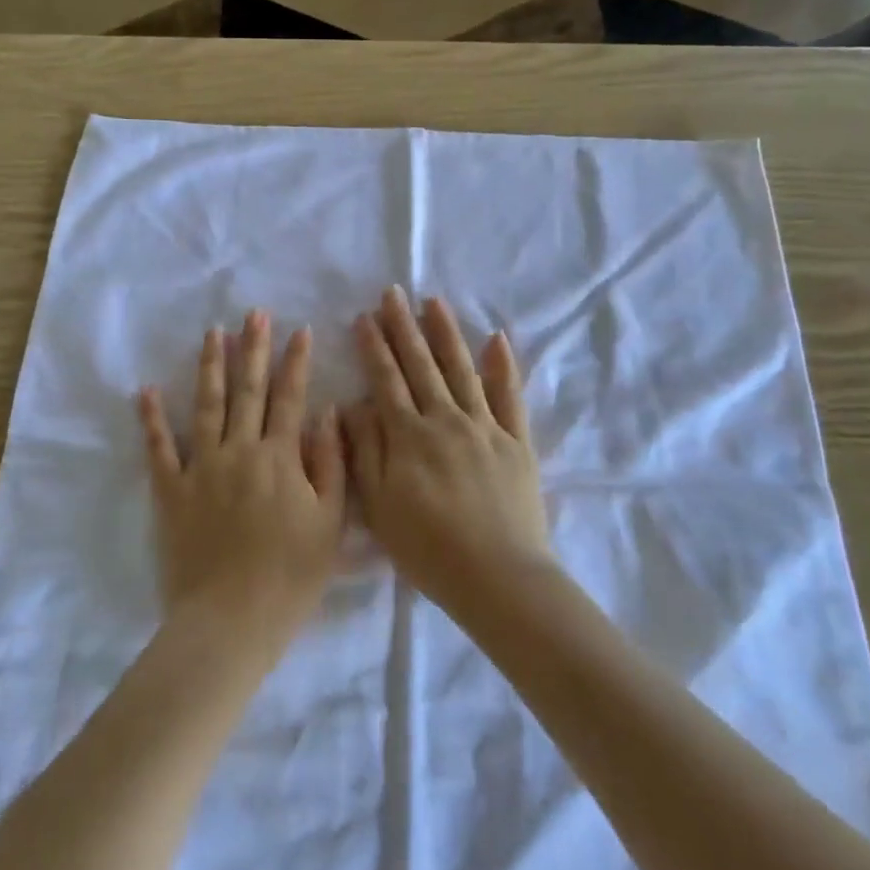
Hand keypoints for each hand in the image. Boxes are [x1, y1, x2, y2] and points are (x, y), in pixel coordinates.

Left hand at [139, 311, 345, 634]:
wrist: (231, 619)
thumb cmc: (290, 575)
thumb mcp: (330, 523)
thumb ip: (331, 464)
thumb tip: (327, 414)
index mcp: (280, 458)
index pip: (290, 398)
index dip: (296, 363)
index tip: (300, 330)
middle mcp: (239, 451)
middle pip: (247, 390)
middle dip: (253, 349)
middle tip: (254, 314)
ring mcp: (201, 468)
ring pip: (206, 406)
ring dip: (210, 367)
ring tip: (213, 333)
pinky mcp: (170, 490)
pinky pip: (159, 448)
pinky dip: (152, 419)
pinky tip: (146, 391)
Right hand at [342, 289, 550, 612]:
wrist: (498, 576)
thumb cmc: (428, 548)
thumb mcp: (380, 506)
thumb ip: (365, 451)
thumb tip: (353, 404)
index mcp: (409, 436)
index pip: (386, 380)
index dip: (374, 347)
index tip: (364, 316)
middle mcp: (447, 420)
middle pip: (422, 365)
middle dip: (404, 327)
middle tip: (393, 293)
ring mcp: (486, 427)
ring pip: (462, 370)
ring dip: (447, 334)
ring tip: (435, 302)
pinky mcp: (517, 442)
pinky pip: (510, 396)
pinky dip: (503, 366)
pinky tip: (497, 339)